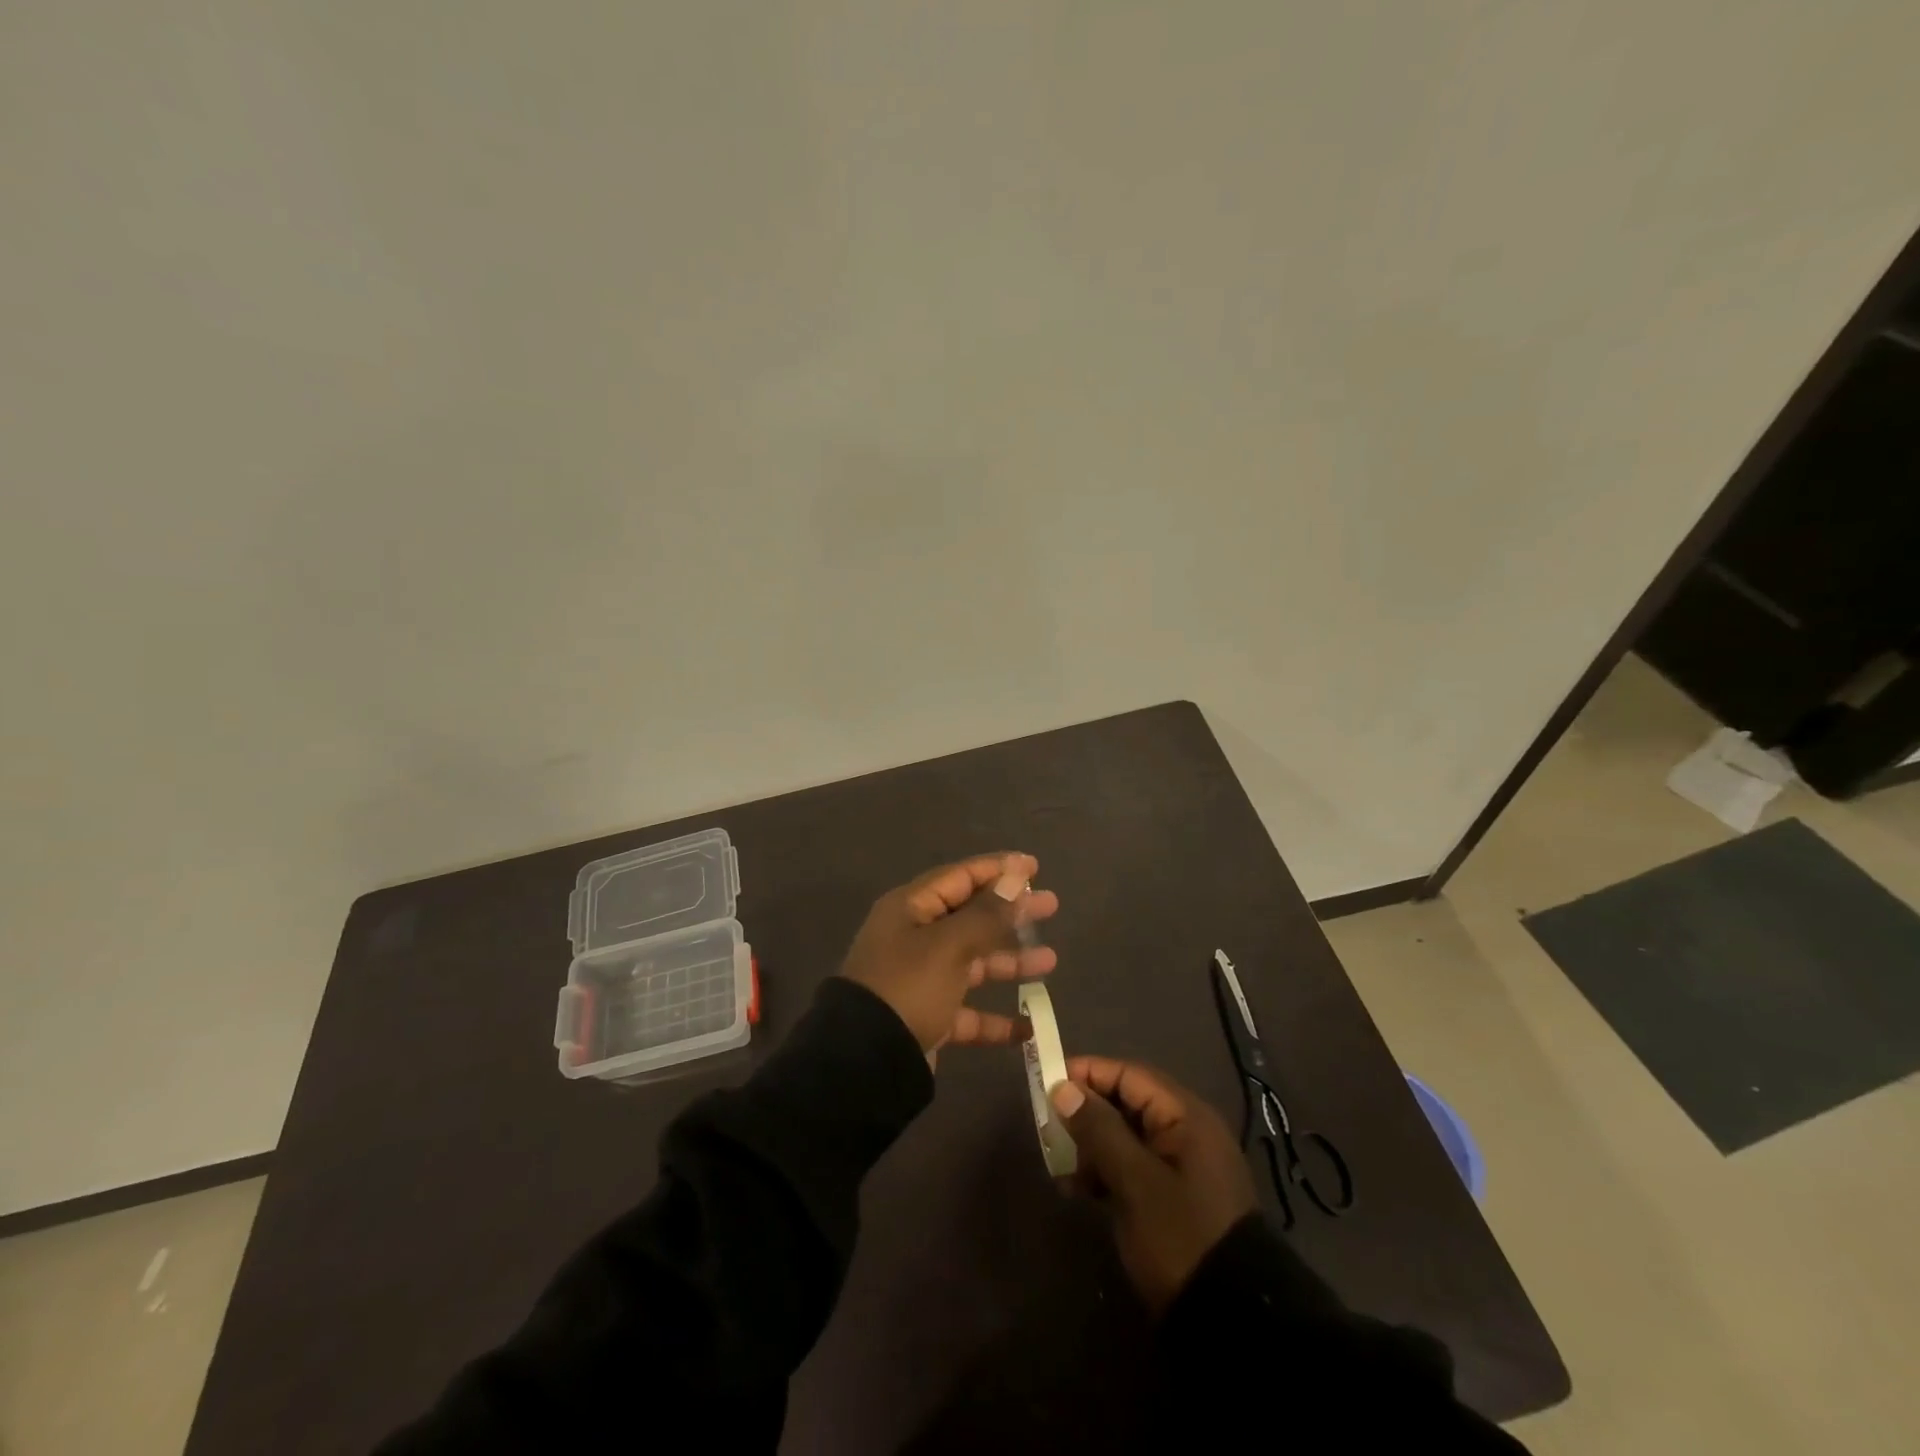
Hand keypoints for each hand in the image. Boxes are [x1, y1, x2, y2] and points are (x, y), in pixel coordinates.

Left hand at [840, 853, 1058, 1054]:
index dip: (998, 869)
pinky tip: (1029, 1027)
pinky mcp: (926, 1016)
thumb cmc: (907, 986)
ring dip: (1009, 961)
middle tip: (1052, 906)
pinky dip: (994, 1018)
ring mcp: (920, 978)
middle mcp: (914, 937)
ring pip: (972, 962)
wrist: (864, 1060)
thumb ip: (986, 914)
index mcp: (911, 909)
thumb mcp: (949, 945)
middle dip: (1011, 912)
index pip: (960, 877)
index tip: (1034, 866)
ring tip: (1050, 960)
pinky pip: (967, 1011)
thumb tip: (1015, 878)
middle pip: (971, 916)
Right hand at [1049, 1057, 1256, 1312]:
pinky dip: (1105, 1171)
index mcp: (1186, 1116)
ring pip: (1126, 1136)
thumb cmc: (1181, 1236)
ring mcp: (1181, 1166)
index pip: (1130, 1075)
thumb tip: (1063, 1089)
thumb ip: (1099, 1129)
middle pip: (1126, 1103)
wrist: (1231, 1322)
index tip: (1048, 1083)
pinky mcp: (1173, 1196)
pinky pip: (1132, 1166)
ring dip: (1091, 1145)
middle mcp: (1186, 1131)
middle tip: (1048, 1127)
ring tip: (1059, 1166)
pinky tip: (1078, 1190)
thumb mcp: (1135, 1181)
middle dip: (1086, 1112)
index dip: (1088, 1073)